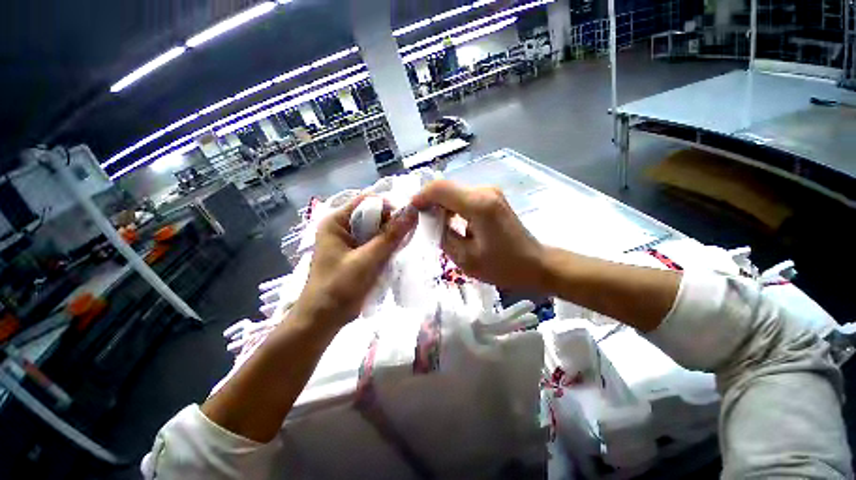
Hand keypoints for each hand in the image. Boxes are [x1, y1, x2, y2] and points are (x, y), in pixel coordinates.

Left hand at [291, 196, 417, 328]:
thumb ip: (391, 236)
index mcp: (336, 222)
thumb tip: (412, 212)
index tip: (408, 218)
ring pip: (377, 230)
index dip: (389, 206)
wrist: (323, 320)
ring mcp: (350, 242)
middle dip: (392, 223)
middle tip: (409, 234)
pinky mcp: (357, 254)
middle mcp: (342, 228)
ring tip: (405, 244)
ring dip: (391, 236)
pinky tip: (398, 252)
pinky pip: (376, 243)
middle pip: (373, 215)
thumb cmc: (339, 288)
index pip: (367, 202)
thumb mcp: (367, 260)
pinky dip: (387, 247)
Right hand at [412, 180, 545, 290]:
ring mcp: (489, 192)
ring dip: (440, 205)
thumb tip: (430, 220)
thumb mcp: (465, 258)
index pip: (440, 188)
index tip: (410, 211)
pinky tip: (449, 222)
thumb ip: (443, 235)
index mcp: (478, 204)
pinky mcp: (491, 198)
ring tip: (432, 224)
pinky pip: (463, 197)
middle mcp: (484, 191)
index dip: (421, 197)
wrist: (535, 264)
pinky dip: (451, 207)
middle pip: (446, 188)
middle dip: (429, 202)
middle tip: (419, 221)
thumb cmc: (502, 266)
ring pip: (453, 192)